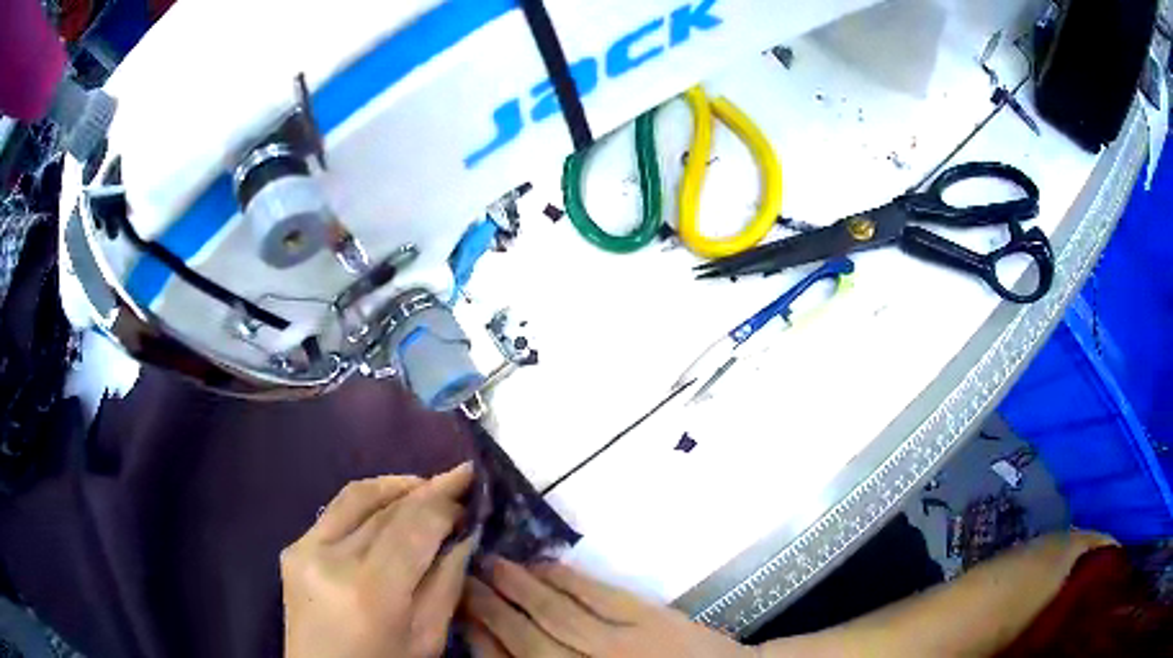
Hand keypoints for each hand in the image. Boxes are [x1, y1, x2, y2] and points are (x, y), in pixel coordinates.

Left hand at [281, 463, 476, 657]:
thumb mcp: (428, 637)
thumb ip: (447, 582)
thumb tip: (465, 534)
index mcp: (372, 589)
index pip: (415, 525)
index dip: (446, 501)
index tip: (472, 486)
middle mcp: (333, 558)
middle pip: (388, 507)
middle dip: (428, 489)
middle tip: (459, 480)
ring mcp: (305, 548)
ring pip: (357, 496)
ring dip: (396, 486)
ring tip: (427, 486)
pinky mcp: (293, 547)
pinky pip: (335, 509)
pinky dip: (368, 501)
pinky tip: (389, 506)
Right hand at [461, 558, 751, 657]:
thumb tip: (501, 646)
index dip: (481, 637)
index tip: (459, 610)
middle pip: (525, 638)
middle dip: (489, 606)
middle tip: (463, 575)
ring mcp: (620, 645)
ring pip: (556, 613)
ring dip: (518, 586)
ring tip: (490, 562)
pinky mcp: (650, 620)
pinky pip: (598, 596)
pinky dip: (567, 579)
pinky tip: (544, 564)